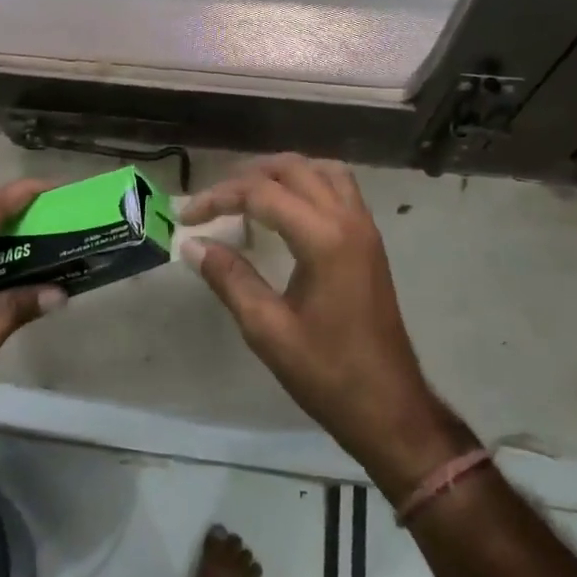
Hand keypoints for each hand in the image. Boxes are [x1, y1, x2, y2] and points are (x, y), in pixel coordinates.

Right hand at [178, 155, 473, 501]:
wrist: (389, 407)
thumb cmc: (327, 373)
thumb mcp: (267, 329)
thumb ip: (229, 278)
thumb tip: (192, 244)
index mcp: (324, 238)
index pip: (262, 193)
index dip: (219, 197)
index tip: (187, 216)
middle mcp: (348, 220)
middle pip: (293, 168)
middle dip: (248, 176)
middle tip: (214, 200)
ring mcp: (364, 228)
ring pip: (322, 170)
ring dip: (283, 172)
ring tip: (248, 194)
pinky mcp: (370, 241)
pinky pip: (340, 188)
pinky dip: (308, 183)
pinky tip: (286, 208)